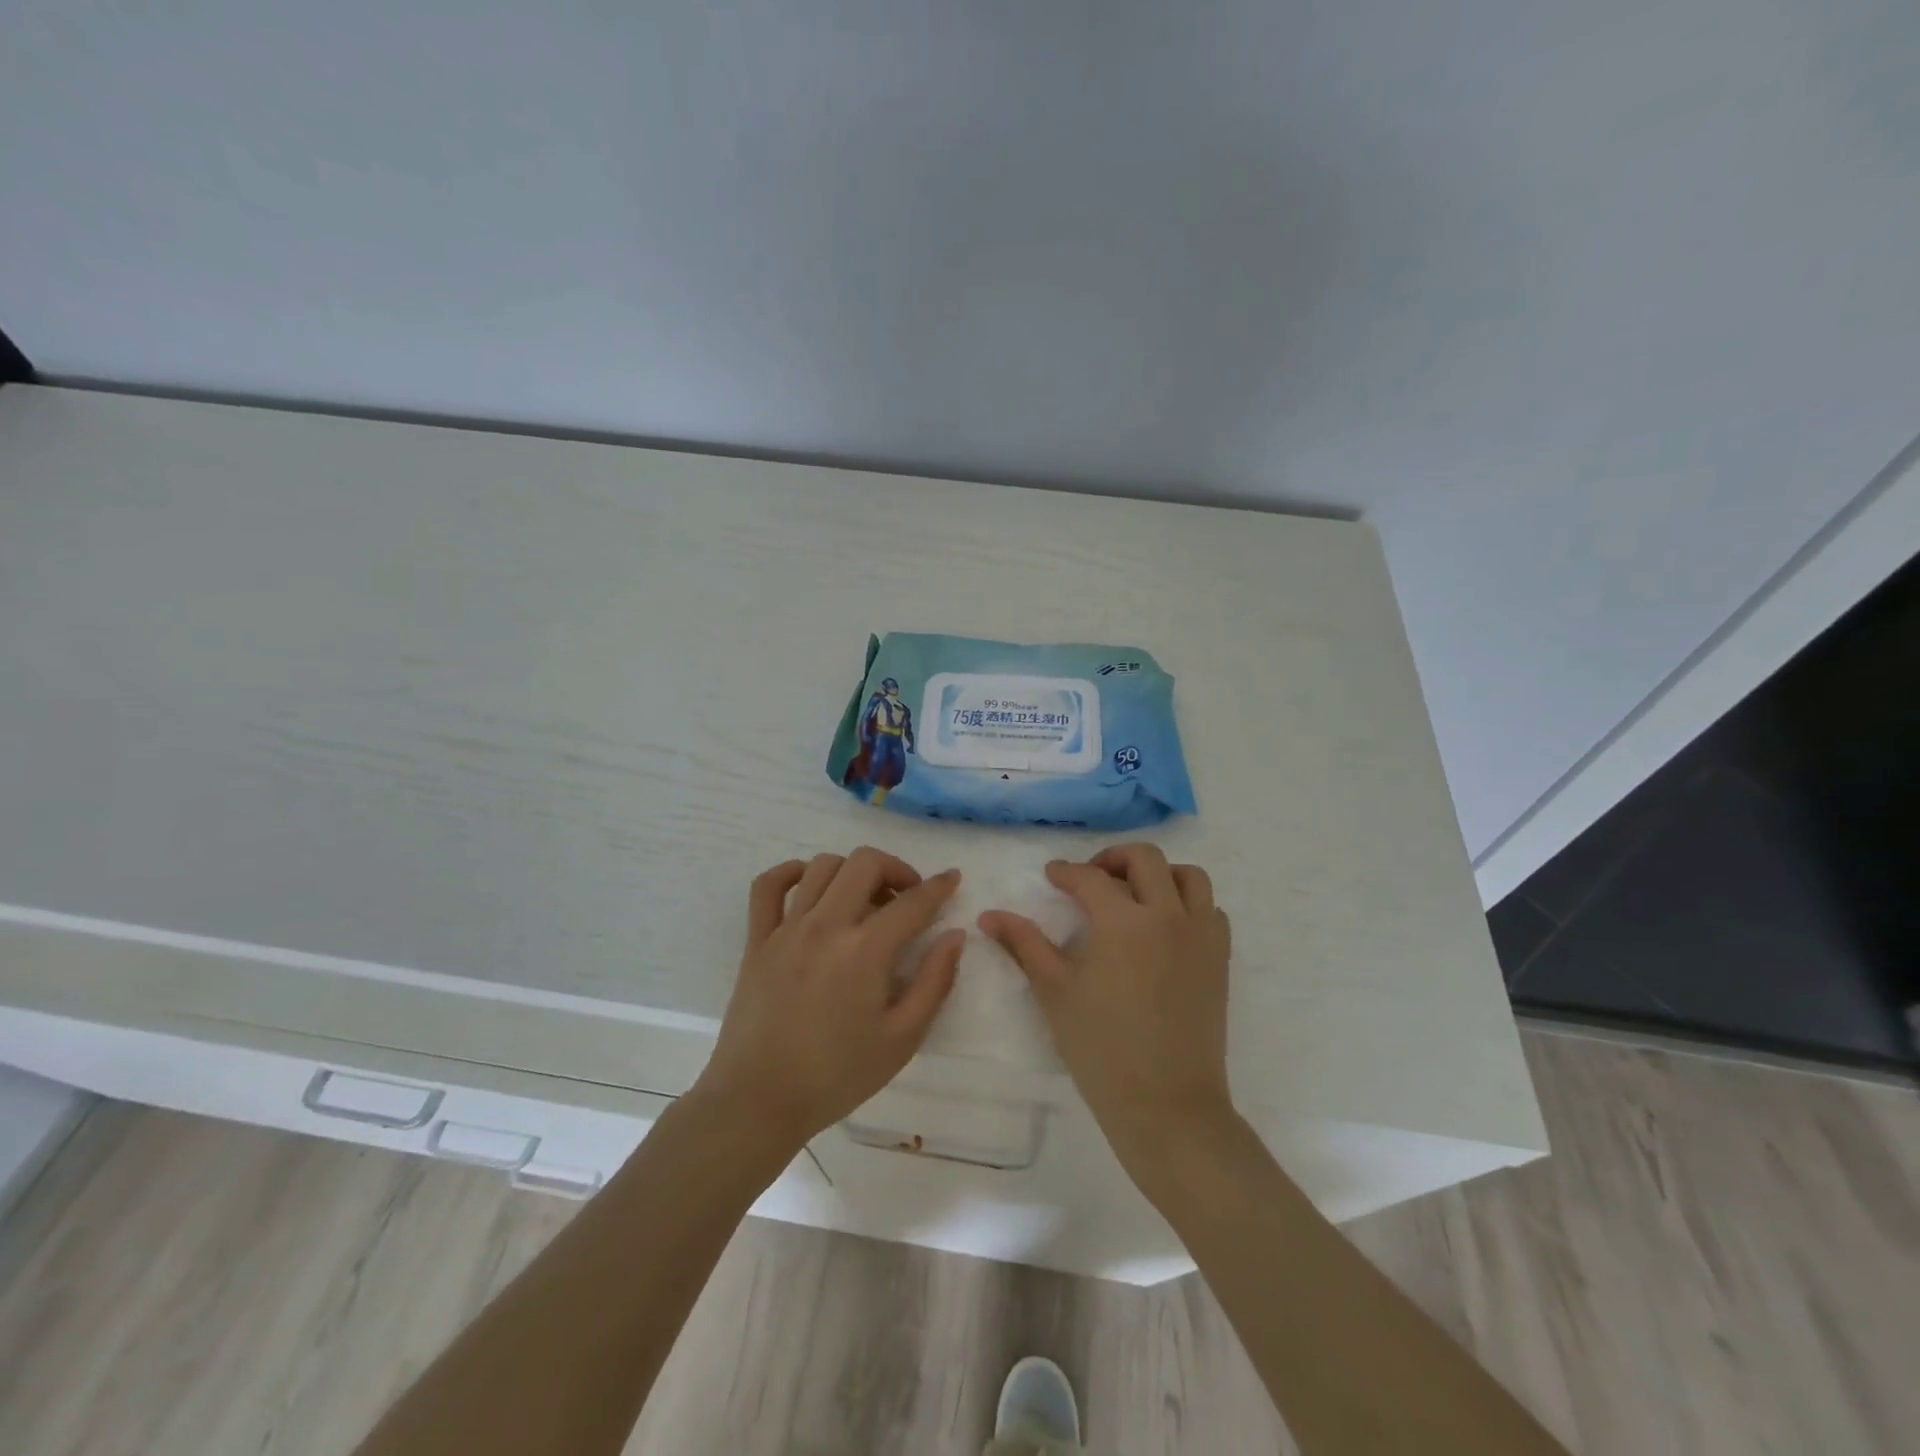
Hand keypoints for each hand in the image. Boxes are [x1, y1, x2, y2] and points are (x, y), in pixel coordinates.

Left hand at [693, 849, 963, 1154]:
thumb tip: (954, 936)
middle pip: (865, 863)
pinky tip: (809, 886)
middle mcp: (825, 926)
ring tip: (864, 899)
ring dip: (852, 872)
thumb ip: (934, 982)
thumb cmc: (837, 1076)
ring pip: (822, 866)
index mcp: (865, 951)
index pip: (912, 902)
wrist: (759, 1102)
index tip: (953, 879)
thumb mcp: (902, 1039)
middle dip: (896, 869)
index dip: (939, 886)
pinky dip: (791, 873)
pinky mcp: (757, 939)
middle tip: (906, 897)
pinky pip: (768, 885)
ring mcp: (786, 929)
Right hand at [980, 844, 1233, 1173]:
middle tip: (1091, 877)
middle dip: (1114, 858)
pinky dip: (1188, 904)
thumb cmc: (1102, 1048)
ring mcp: (1201, 936)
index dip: (1066, 872)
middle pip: (1146, 858)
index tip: (1052, 875)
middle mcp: (1168, 915)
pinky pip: (1210, 910)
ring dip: (1159, 874)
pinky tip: (1165, 927)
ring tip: (1134, 894)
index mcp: (1124, 921)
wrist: (1167, 1105)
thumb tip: (989, 915)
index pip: (1091, 878)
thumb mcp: (1055, 991)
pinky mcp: (1219, 959)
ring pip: (1189, 876)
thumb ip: (1024, 944)